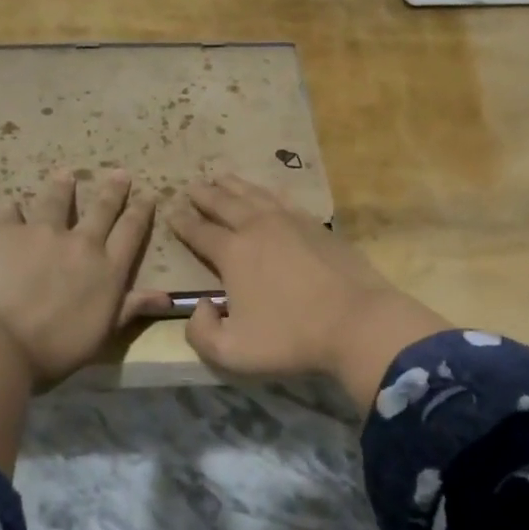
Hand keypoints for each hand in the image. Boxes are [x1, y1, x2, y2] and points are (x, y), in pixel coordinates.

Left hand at [0, 170, 167, 383]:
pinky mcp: (6, 233)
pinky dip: (13, 209)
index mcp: (108, 268)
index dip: (141, 211)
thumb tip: (166, 298)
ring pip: (57, 201)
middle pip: (102, 209)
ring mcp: (42, 233)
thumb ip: (130, 308)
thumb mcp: (103, 333)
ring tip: (65, 174)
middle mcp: (80, 243)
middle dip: (113, 190)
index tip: (147, 195)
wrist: (0, 342)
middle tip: (120, 173)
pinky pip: (11, 214)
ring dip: (63, 187)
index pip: (131, 231)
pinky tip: (12, 204)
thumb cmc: (57, 348)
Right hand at [165, 175, 449, 398]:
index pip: (199, 232)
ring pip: (254, 195)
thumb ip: (201, 332)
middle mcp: (257, 228)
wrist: (357, 322)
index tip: (171, 212)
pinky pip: (285, 200)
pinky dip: (269, 192)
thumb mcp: (232, 352)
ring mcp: (290, 222)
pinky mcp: (317, 226)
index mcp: (233, 253)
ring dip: (234, 185)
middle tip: (191, 186)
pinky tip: (268, 191)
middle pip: (224, 204)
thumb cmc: (292, 339)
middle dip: (204, 195)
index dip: (182, 223)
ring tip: (221, 177)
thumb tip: (200, 306)